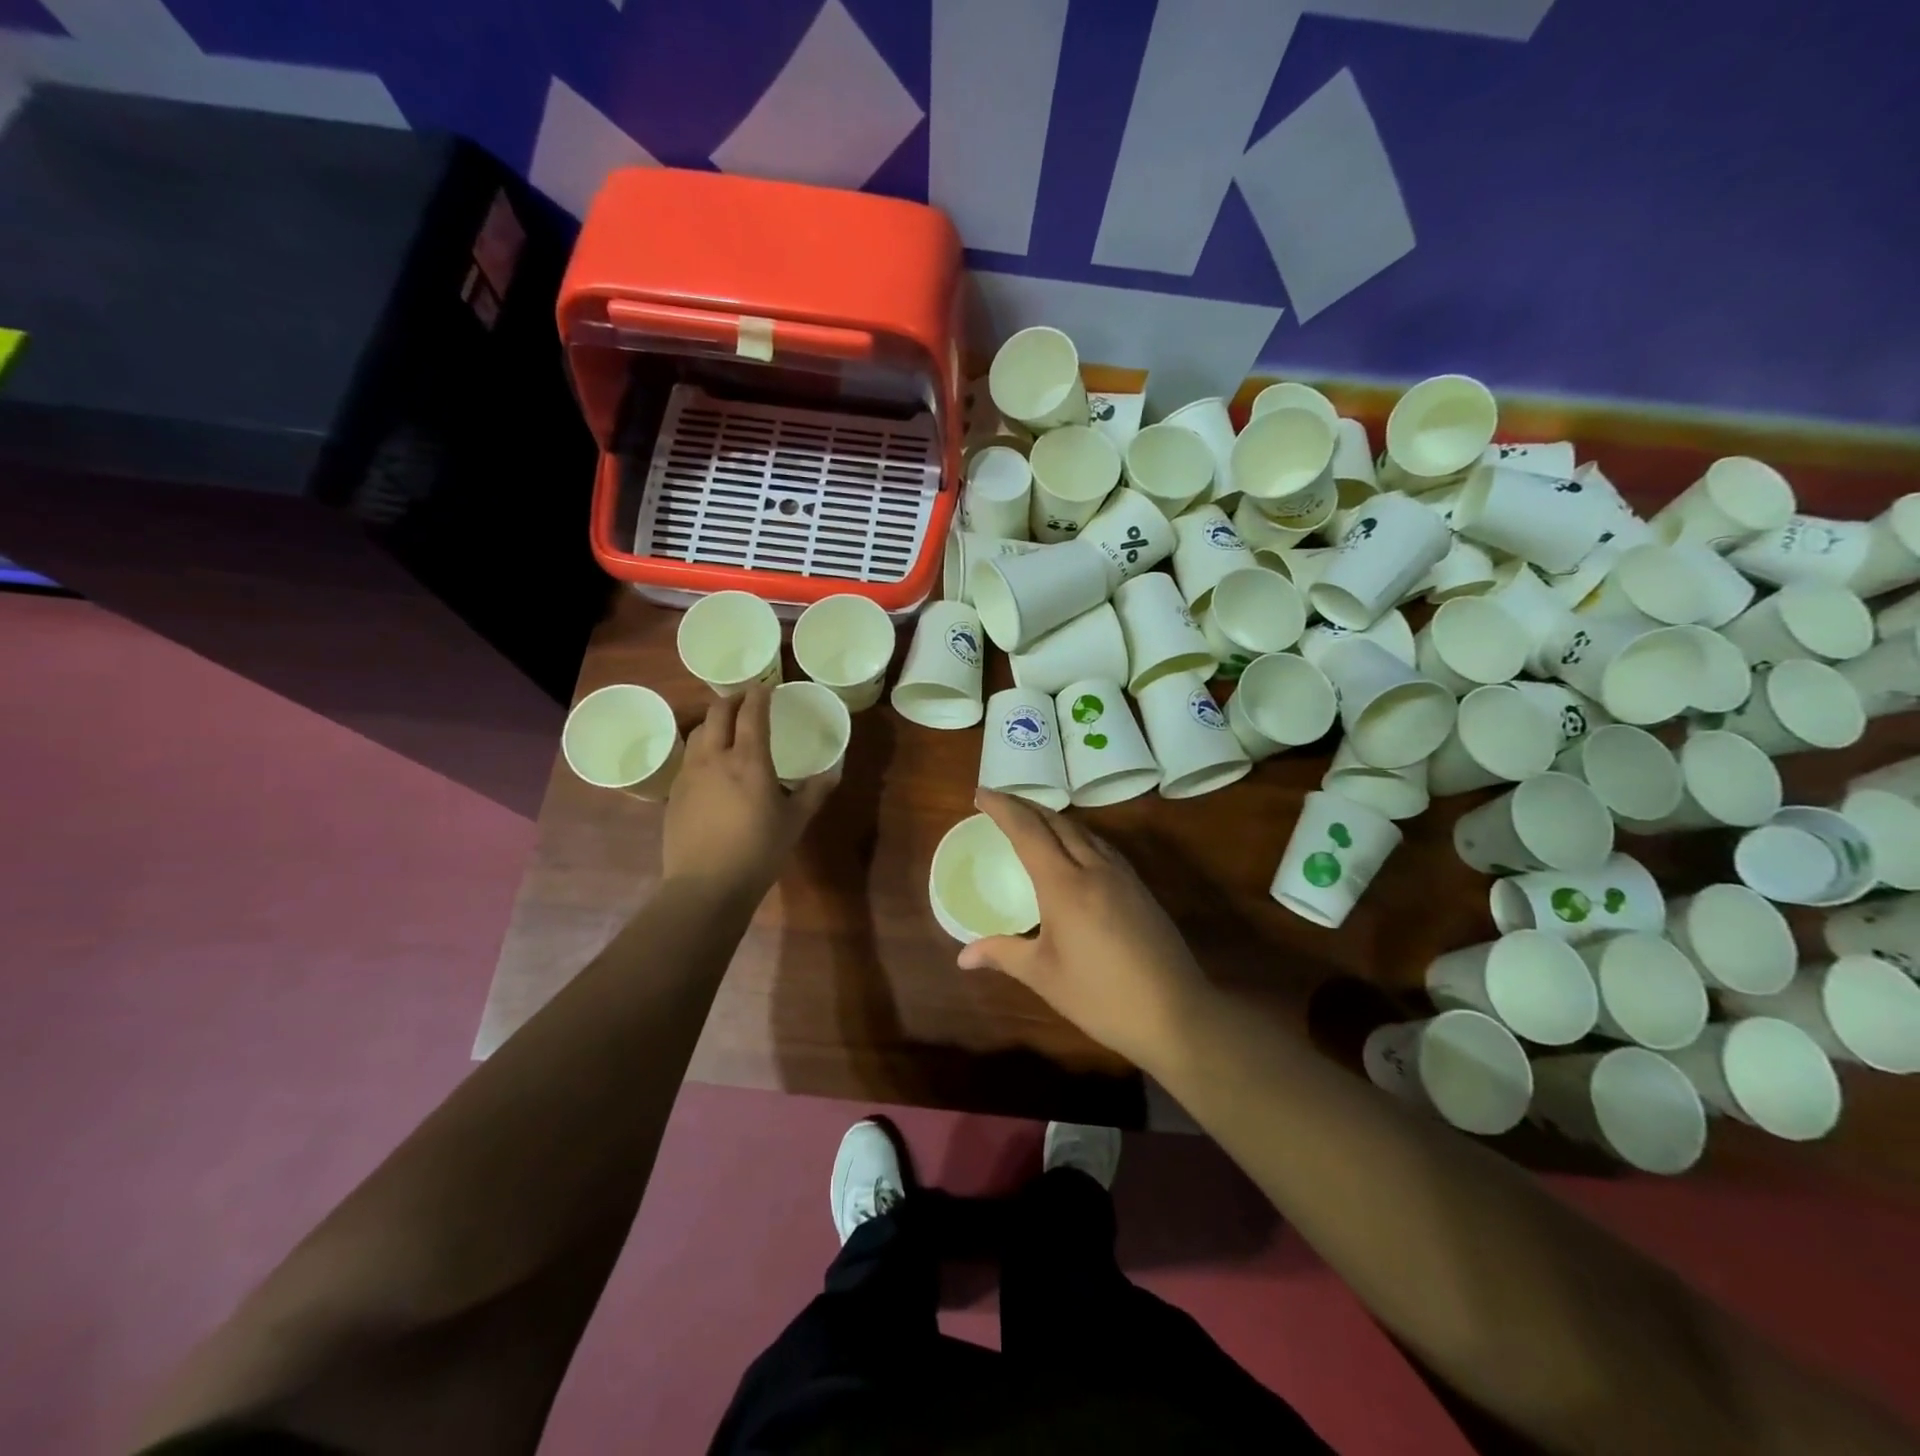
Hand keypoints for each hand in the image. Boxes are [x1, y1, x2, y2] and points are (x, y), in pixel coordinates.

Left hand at [662, 687, 835, 898]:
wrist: (706, 885)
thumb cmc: (758, 851)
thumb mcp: (795, 822)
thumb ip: (814, 792)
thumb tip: (833, 772)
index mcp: (748, 760)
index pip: (751, 713)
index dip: (759, 695)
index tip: (767, 688)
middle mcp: (715, 757)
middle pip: (717, 713)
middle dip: (733, 700)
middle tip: (747, 700)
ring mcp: (690, 774)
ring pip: (698, 732)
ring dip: (714, 720)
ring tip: (727, 725)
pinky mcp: (675, 793)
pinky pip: (689, 756)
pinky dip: (702, 746)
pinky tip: (711, 763)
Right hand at [958, 790, 1211, 1069]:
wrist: (1176, 1013)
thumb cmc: (1101, 997)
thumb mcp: (1044, 976)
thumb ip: (1003, 954)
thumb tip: (962, 956)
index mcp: (1065, 885)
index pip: (1028, 831)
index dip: (1002, 808)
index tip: (980, 794)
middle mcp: (1095, 868)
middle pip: (1057, 822)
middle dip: (1025, 805)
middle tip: (999, 802)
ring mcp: (1122, 875)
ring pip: (1083, 830)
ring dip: (1053, 817)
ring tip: (1031, 818)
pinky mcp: (1139, 888)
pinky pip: (1102, 845)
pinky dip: (1077, 834)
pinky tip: (1074, 848)